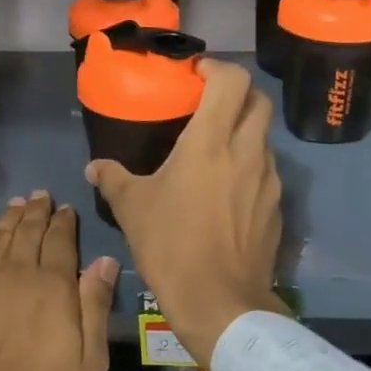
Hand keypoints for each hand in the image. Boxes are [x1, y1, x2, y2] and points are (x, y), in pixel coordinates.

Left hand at [0, 193, 118, 370]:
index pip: (61, 241)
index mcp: (53, 286)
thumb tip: (105, 260)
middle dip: (37, 211)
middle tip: (41, 196)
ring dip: (9, 216)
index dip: (64, 222)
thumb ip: (96, 306)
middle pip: (28, 231)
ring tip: (16, 203)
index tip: (65, 209)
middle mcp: (17, 271)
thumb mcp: (88, 363)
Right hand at [86, 59, 285, 365]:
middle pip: (259, 100)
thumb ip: (112, 179)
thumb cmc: (172, 245)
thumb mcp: (132, 209)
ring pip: (265, 137)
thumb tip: (94, 167)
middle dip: (238, 93)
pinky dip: (250, 166)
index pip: (232, 80)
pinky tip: (228, 190)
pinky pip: (267, 172)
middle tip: (211, 103)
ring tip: (217, 148)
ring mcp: (268, 180)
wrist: (220, 304)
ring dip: (245, 131)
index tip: (197, 74)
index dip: (217, 67)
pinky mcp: (277, 208)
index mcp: (211, 141)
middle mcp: (247, 151)